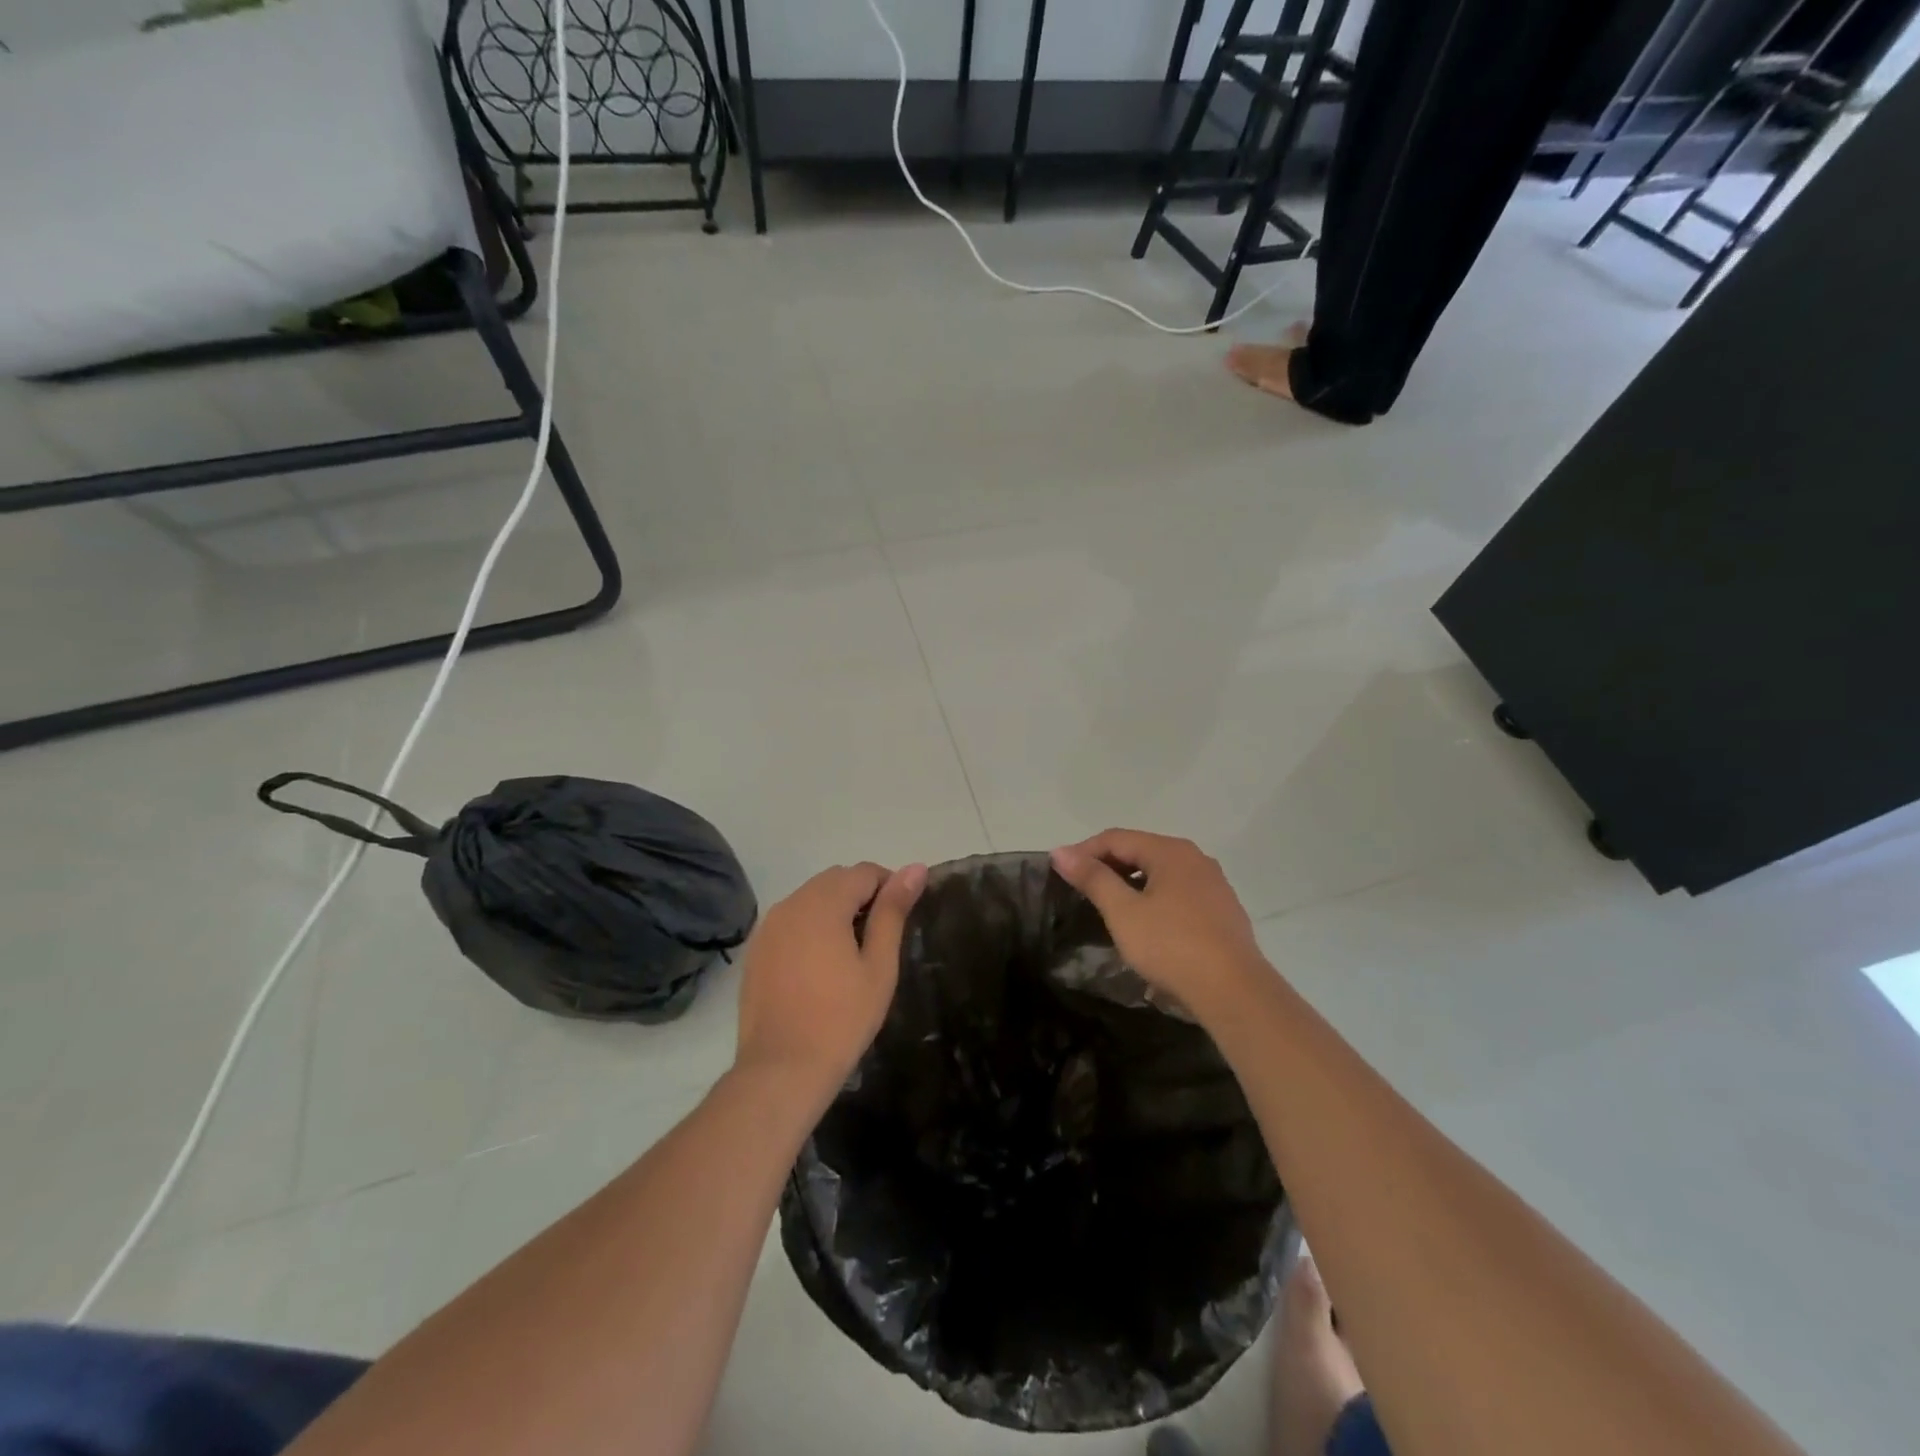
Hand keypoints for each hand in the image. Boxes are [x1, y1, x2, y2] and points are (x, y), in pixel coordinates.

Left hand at [735, 861, 927, 1100]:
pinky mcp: (756, 949)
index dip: (889, 886)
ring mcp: (768, 926)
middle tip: (879, 937)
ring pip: (810, 898)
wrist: (782, 1070)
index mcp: (823, 903)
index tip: (900, 918)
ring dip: (835, 909)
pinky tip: (820, 965)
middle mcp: (791, 904)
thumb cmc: (842, 1018)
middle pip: (835, 879)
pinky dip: (810, 927)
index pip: (863, 872)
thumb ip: (893, 911)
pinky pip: (790, 920)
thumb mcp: (879, 965)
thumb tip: (915, 868)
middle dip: (861, 895)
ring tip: (851, 952)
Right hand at [1050, 830, 1267, 1023]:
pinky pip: (1179, 893)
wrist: (1234, 991)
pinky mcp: (1223, 911)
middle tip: (1081, 889)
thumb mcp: (1123, 912)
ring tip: (1109, 907)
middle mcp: (1195, 858)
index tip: (1060, 871)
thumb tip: (1061, 851)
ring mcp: (1214, 884)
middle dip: (1108, 865)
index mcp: (1170, 851)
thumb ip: (1093, 878)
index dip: (1084, 851)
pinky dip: (1155, 898)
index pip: (1116, 838)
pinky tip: (1146, 924)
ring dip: (1131, 883)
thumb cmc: (1172, 946)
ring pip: (1161, 873)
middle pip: (1141, 851)